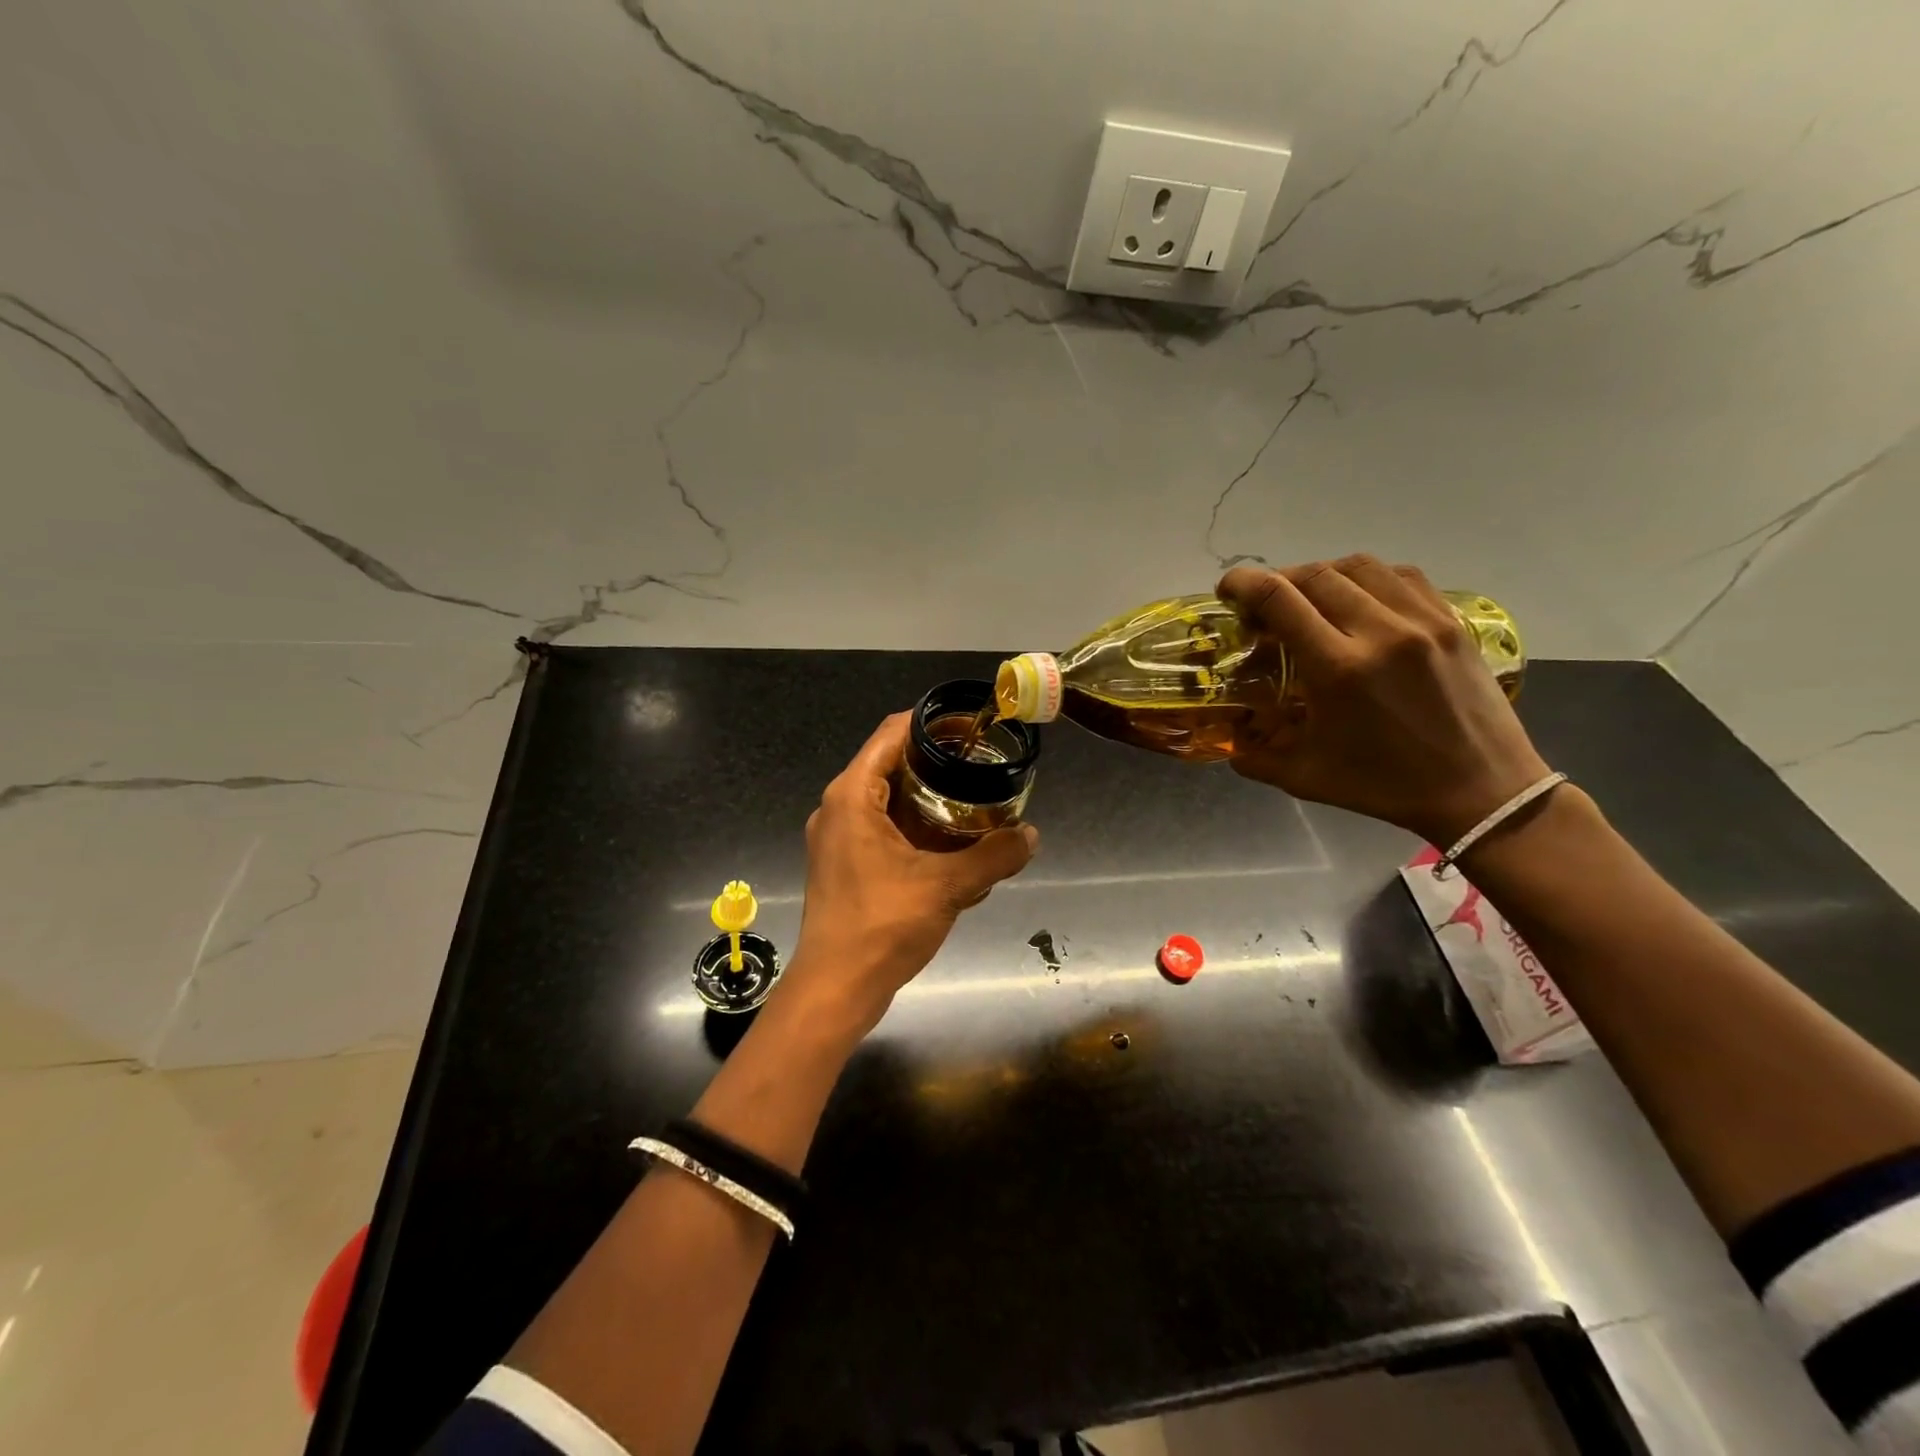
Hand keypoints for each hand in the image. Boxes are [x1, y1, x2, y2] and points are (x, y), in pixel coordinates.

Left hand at [786, 712, 1037, 1032]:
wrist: (835, 990)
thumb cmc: (882, 926)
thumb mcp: (947, 887)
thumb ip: (993, 856)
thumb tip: (1032, 835)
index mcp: (852, 796)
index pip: (891, 734)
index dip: (931, 722)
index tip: (971, 726)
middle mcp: (838, 808)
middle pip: (890, 764)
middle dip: (936, 761)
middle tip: (981, 764)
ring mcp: (837, 838)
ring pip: (887, 800)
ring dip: (927, 798)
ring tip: (973, 800)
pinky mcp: (843, 865)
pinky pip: (882, 829)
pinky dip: (914, 828)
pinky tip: (950, 846)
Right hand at [1217, 555, 1552, 846]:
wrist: (1481, 792)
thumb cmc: (1385, 787)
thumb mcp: (1304, 777)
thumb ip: (1253, 757)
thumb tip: (1227, 740)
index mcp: (1338, 669)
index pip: (1278, 598)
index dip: (1243, 584)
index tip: (1227, 591)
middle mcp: (1380, 632)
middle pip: (1314, 574)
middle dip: (1277, 580)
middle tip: (1263, 604)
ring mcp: (1422, 621)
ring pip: (1358, 566)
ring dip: (1321, 574)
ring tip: (1308, 598)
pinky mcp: (1451, 621)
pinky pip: (1400, 576)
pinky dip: (1367, 578)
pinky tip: (1358, 600)